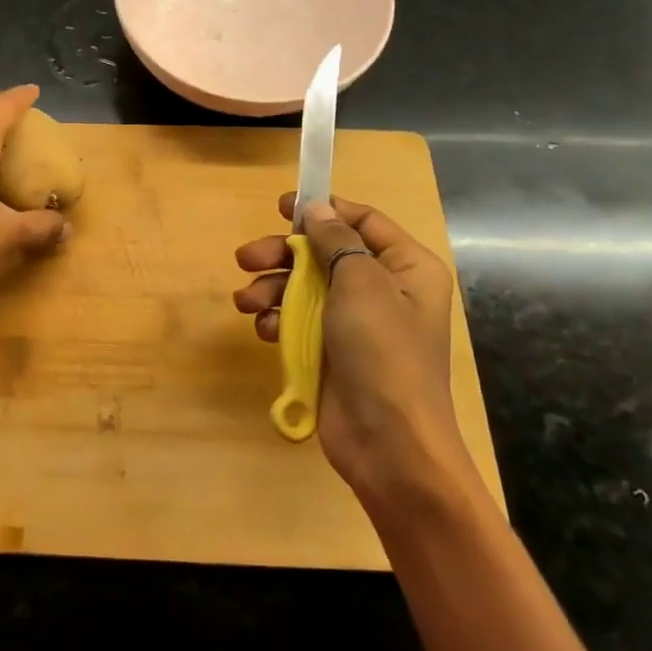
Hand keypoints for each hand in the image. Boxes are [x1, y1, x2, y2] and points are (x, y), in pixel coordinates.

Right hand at [233, 193, 471, 500]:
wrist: (389, 444)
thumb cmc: (382, 352)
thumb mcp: (361, 283)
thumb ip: (335, 240)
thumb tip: (318, 209)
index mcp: (406, 267)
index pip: (363, 221)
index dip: (323, 209)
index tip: (282, 206)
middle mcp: (382, 289)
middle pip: (324, 253)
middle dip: (283, 254)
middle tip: (245, 258)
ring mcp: (354, 323)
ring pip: (304, 287)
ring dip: (271, 289)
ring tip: (246, 302)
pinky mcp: (331, 351)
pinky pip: (298, 321)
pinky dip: (278, 321)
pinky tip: (265, 331)